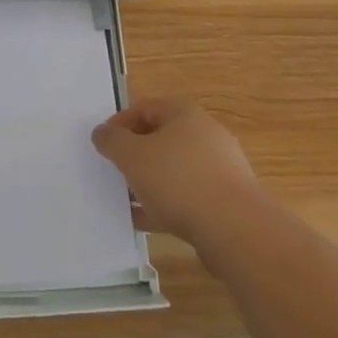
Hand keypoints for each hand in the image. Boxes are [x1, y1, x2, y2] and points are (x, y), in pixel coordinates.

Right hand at [92, 96, 263, 250]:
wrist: (235, 229)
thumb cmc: (178, 180)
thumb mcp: (132, 156)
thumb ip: (112, 141)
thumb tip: (102, 132)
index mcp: (183, 113)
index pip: (144, 108)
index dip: (119, 124)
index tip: (102, 145)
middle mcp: (205, 133)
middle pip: (161, 138)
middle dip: (135, 154)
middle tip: (115, 171)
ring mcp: (219, 167)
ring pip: (174, 169)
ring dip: (150, 181)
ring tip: (127, 199)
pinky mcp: (226, 199)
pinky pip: (188, 195)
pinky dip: (166, 204)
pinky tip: (147, 220)